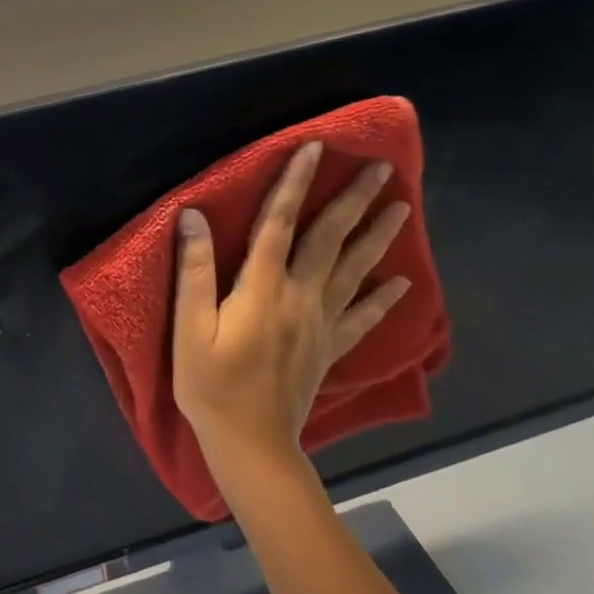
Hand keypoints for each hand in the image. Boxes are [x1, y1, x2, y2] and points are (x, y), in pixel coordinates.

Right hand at [172, 141, 411, 487]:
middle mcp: (300, 297)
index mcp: (262, 287)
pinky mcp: (329, 348)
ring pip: (355, 271)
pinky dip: (384, 299)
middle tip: (381, 168)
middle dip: (354, 200)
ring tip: (401, 207)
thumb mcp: (189, 328)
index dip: (295, 183)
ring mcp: (321, 324)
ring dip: (378, 237)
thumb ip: (194, 271)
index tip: (315, 147)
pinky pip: (363, 318)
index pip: (280, 223)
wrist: (251, 446)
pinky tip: (403, 284)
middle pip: (330, 239)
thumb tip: (193, 215)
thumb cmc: (210, 384)